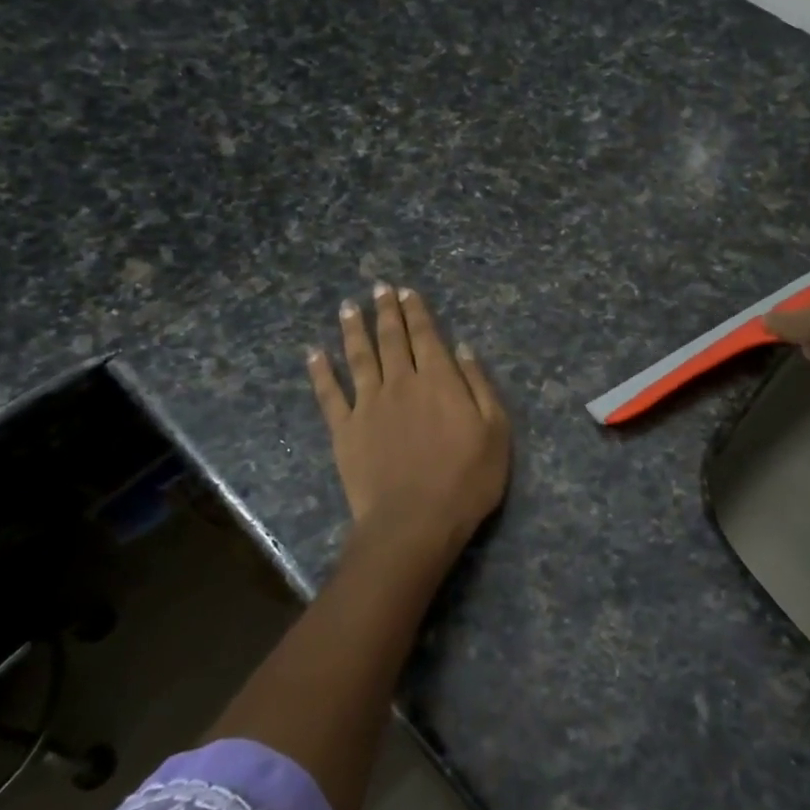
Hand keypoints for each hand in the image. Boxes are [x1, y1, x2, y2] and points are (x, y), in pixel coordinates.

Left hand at [308, 284, 510, 561]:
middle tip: (378, 289)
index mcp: (439, 380)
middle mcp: (401, 382)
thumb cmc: (466, 479)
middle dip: (386, 311)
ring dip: (353, 330)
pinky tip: (314, 354)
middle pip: (391, 339)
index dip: (416, 311)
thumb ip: (479, 386)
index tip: (406, 291)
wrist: (415, 521)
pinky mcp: (344, 429)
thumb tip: (463, 349)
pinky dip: (320, 371)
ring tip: (348, 307)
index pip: (426, 335)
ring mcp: (368, 405)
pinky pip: (329, 393)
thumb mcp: (495, 431)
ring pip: (358, 357)